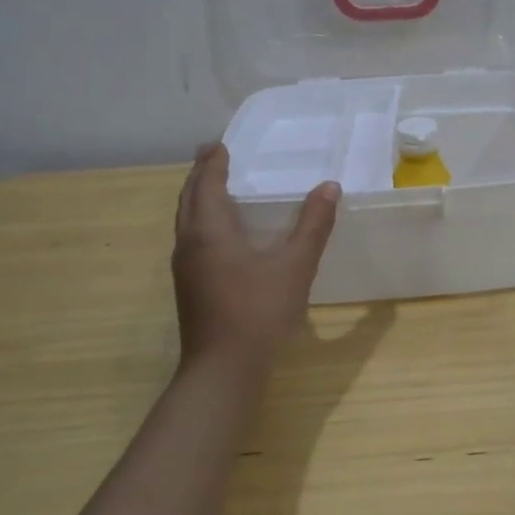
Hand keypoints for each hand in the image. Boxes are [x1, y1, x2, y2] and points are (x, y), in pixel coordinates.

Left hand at [172, 144, 339, 369]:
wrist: (223, 369)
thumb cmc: (259, 311)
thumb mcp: (295, 265)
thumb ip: (314, 225)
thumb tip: (329, 187)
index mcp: (210, 232)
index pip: (206, 185)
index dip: (213, 163)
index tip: (219, 145)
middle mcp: (190, 244)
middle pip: (188, 200)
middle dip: (200, 176)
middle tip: (212, 157)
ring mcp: (185, 269)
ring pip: (186, 222)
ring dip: (197, 199)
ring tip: (214, 188)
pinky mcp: (189, 288)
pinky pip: (191, 240)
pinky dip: (201, 222)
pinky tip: (220, 235)